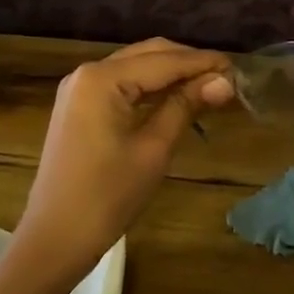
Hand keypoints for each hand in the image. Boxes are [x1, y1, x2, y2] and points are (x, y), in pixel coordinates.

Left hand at [14, 38, 235, 293]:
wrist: (54, 239)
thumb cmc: (107, 196)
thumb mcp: (153, 149)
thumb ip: (186, 106)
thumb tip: (224, 81)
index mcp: (103, 78)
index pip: (165, 60)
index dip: (204, 63)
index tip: (239, 68)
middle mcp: (88, 72)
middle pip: (149, 53)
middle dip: (189, 63)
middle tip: (227, 79)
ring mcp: (80, 89)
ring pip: (137, 66)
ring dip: (172, 73)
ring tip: (209, 87)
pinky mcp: (79, 106)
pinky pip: (123, 84)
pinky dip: (152, 87)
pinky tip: (177, 97)